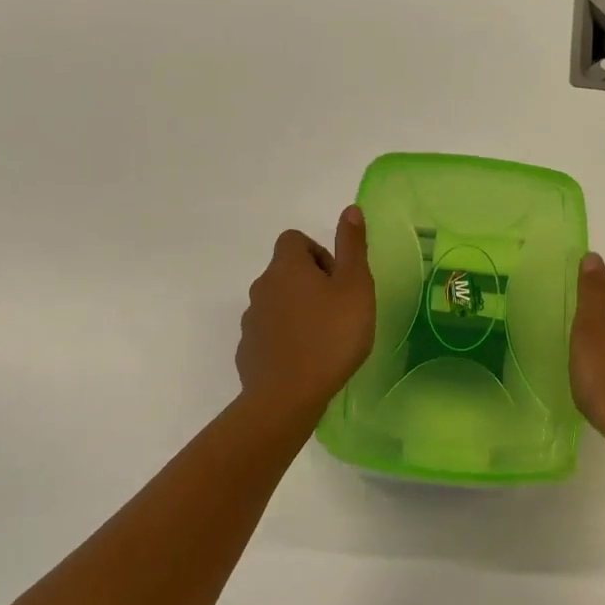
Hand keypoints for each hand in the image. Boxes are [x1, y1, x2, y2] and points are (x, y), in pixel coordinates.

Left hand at [236, 207, 375, 417]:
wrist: (287, 395)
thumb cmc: (331, 336)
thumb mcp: (355, 287)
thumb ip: (352, 247)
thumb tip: (350, 209)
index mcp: (287, 267)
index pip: (294, 240)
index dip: (318, 253)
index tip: (338, 280)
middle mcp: (262, 287)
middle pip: (286, 271)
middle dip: (311, 284)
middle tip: (339, 311)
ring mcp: (251, 320)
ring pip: (277, 303)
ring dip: (298, 311)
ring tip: (324, 338)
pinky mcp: (248, 350)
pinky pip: (269, 333)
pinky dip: (286, 338)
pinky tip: (306, 360)